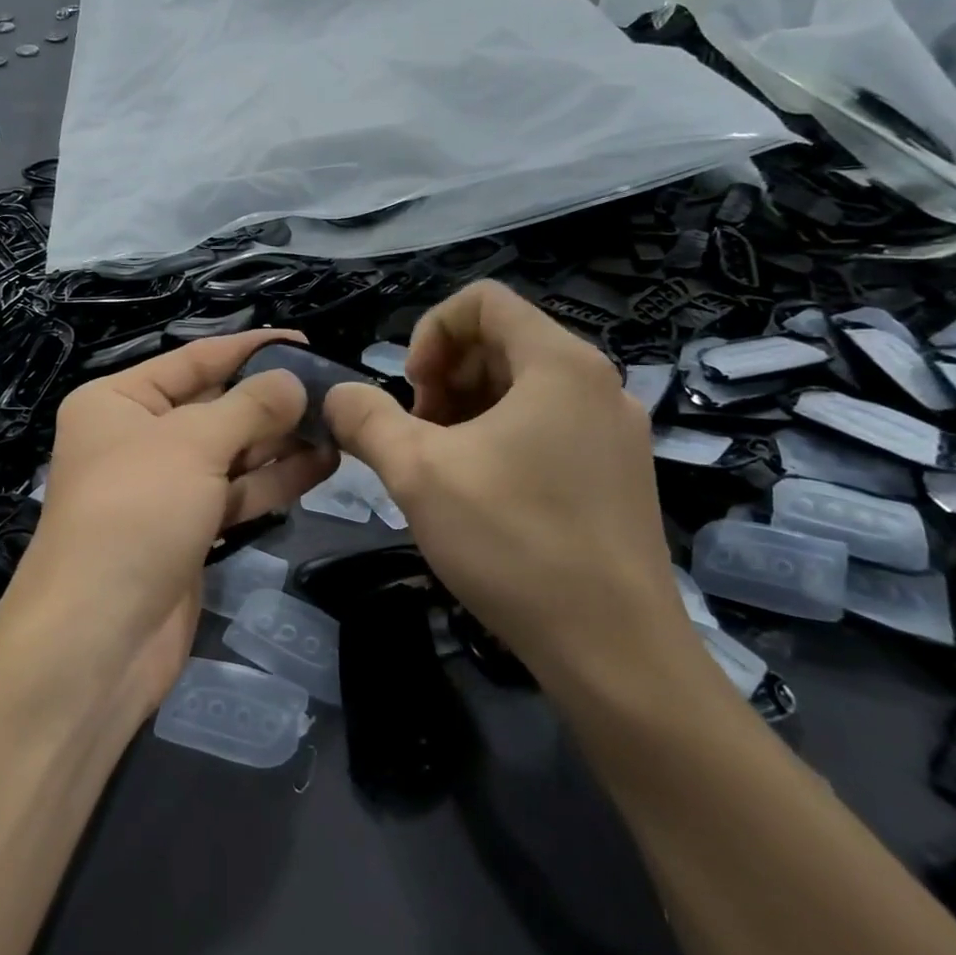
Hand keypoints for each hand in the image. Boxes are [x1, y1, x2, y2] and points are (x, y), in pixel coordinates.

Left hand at [0, 331, 335, 708]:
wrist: (99, 639)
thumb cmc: (136, 513)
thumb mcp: (192, 444)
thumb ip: (249, 407)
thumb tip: (294, 381)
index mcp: (118, 401)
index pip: (193, 360)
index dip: (248, 349)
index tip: (302, 341)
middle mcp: (137, 438)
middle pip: (214, 405)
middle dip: (270, 399)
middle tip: (333, 389)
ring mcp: (163, 487)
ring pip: (230, 452)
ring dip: (280, 440)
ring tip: (338, 425)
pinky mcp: (187, 530)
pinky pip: (235, 493)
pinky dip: (273, 480)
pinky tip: (322, 465)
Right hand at [323, 282, 690, 695]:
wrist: (616, 654)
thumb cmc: (515, 543)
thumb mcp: (417, 472)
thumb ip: (365, 419)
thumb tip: (336, 396)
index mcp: (560, 363)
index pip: (483, 301)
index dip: (431, 332)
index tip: (412, 391)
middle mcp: (598, 384)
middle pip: (502, 342)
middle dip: (446, 376)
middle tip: (420, 436)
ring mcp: (615, 431)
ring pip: (522, 387)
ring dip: (467, 410)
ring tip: (444, 467)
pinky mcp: (619, 473)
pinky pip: (548, 426)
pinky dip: (501, 438)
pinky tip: (481, 494)